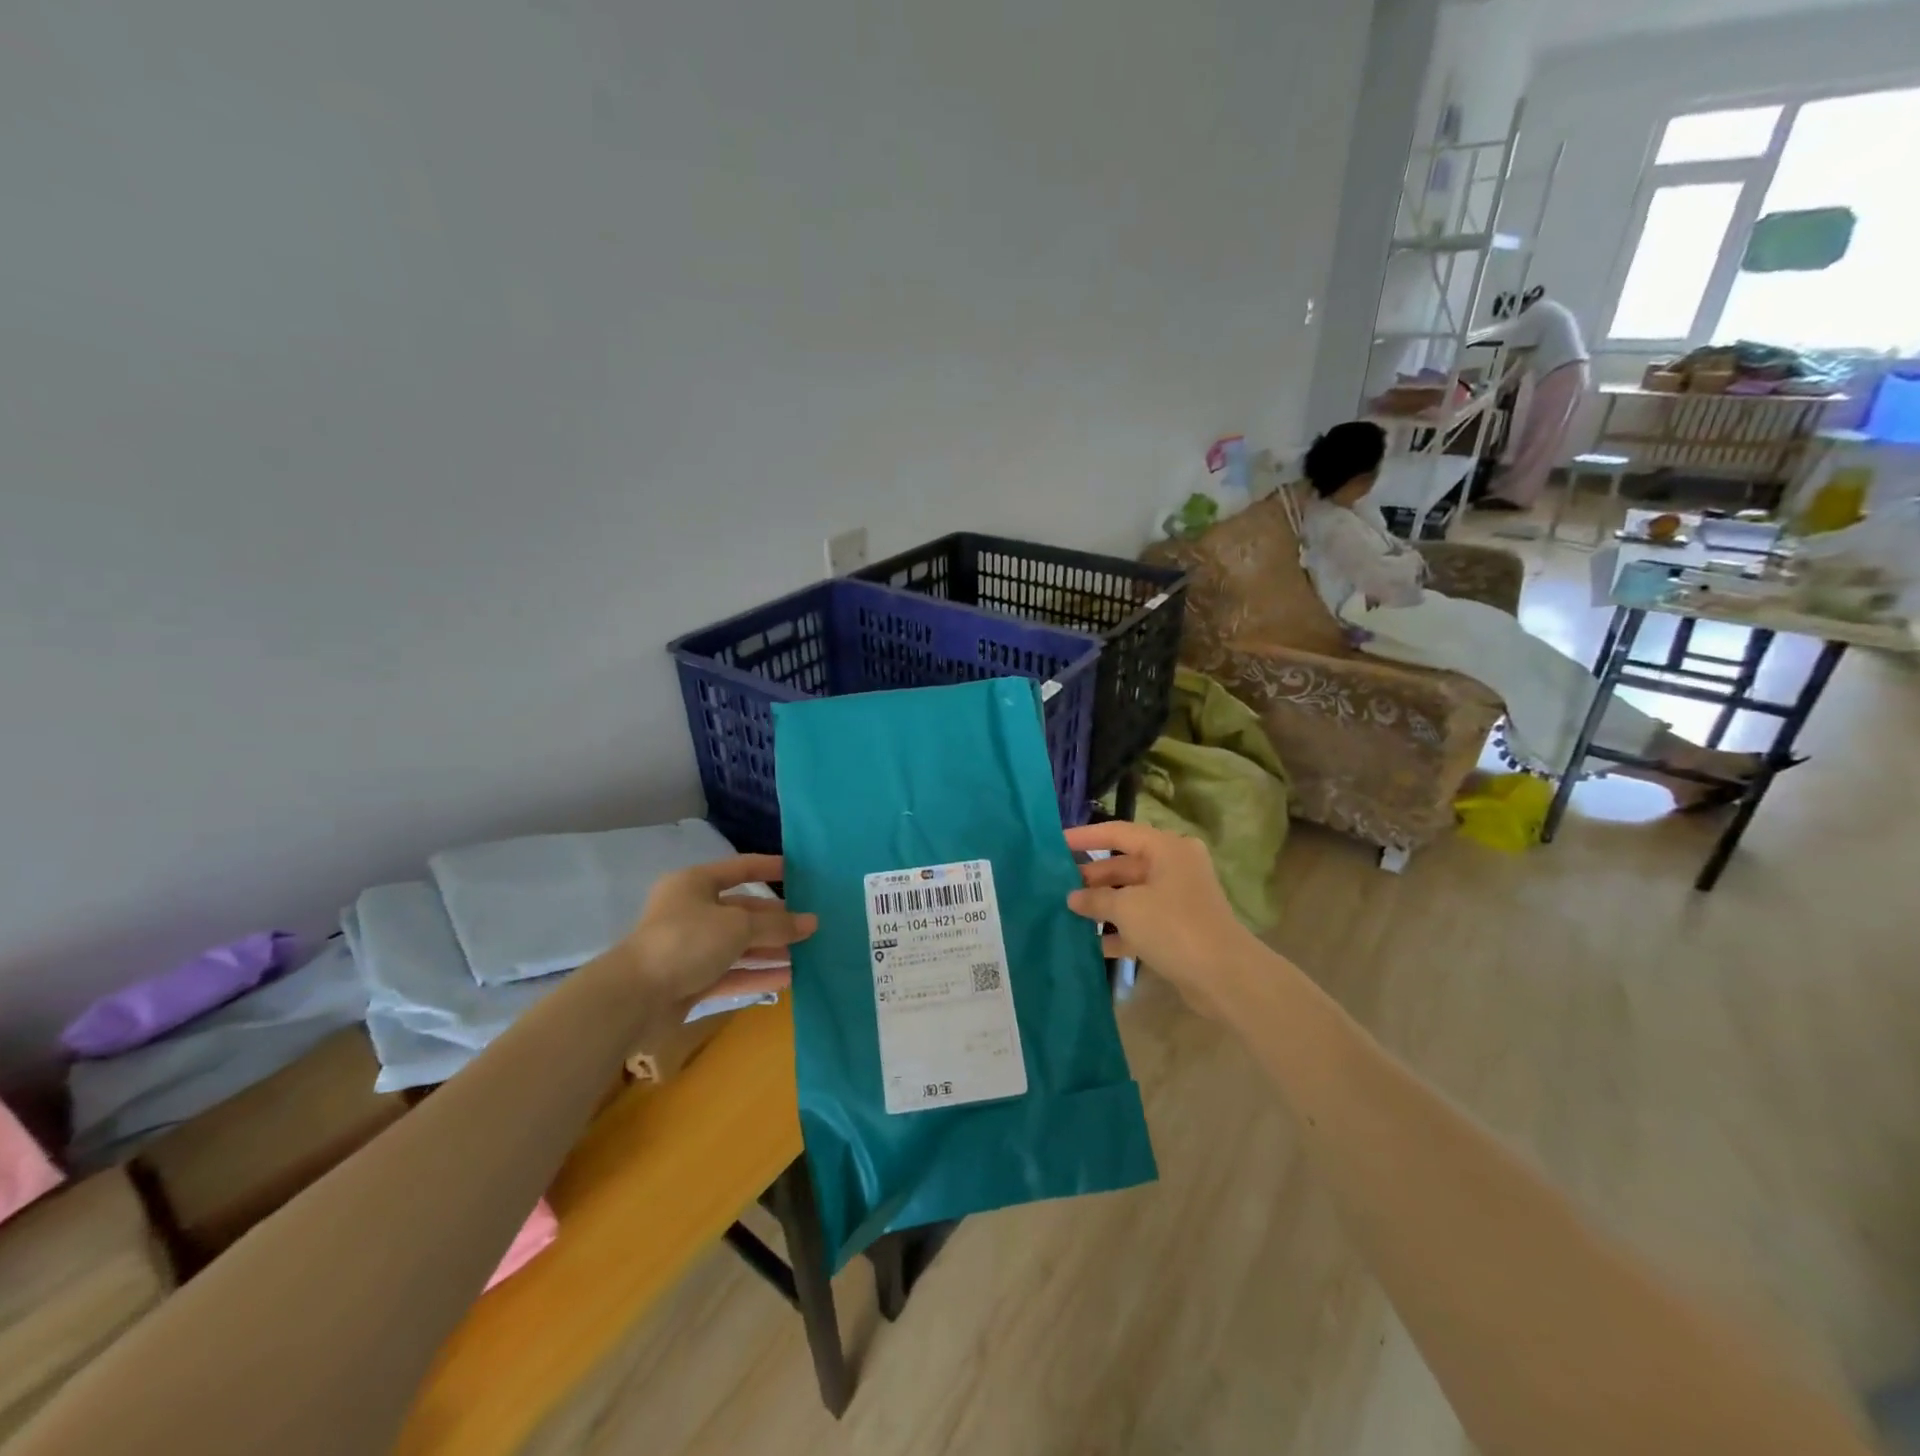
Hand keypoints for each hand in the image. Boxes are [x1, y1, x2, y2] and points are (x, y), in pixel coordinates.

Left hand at [617, 855, 816, 1006]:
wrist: (634, 998)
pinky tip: (788, 979)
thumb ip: (777, 924)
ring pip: (738, 945)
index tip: (800, 872)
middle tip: (811, 924)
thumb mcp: (738, 926)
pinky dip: (756, 975)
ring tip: (807, 953)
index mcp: (695, 884)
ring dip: (770, 950)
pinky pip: (730, 973)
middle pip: (742, 911)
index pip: (740, 868)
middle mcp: (692, 912)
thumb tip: (812, 922)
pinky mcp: (690, 981)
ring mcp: (690, 948)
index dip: (769, 868)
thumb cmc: (687, 941)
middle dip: (775, 919)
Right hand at [1063, 821, 1258, 1012]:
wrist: (1225, 976)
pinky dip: (1119, 928)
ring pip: (1132, 894)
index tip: (1056, 843)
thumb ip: (1096, 899)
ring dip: (1103, 904)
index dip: (1085, 837)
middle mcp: (1174, 866)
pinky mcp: (1179, 927)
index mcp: (1166, 849)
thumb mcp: (1127, 909)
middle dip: (1092, 877)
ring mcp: (1178, 898)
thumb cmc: (1173, 927)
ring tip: (1068, 913)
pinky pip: (1142, 919)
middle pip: (1124, 864)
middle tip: (1058, 885)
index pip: (1118, 833)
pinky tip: (1092, 943)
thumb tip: (1072, 898)